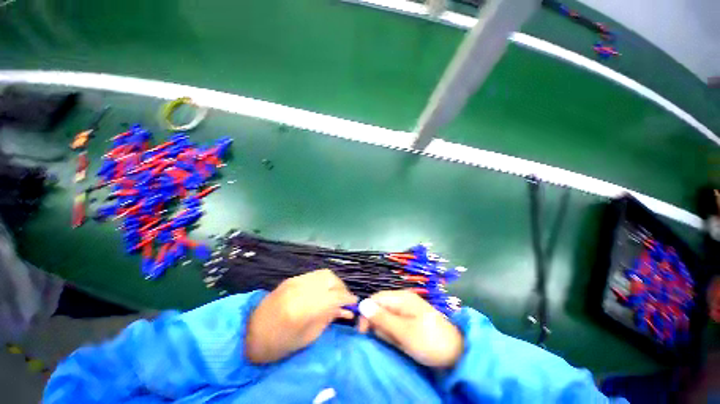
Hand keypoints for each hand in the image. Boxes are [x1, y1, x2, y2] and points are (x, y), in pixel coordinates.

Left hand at [245, 269, 357, 363]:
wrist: (246, 333)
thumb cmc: (276, 345)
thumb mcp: (306, 338)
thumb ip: (327, 319)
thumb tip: (344, 309)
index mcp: (302, 309)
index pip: (334, 296)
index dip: (348, 298)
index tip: (355, 303)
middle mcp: (300, 289)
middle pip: (330, 279)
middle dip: (342, 287)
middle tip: (345, 299)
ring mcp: (294, 281)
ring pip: (323, 273)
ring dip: (334, 282)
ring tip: (335, 294)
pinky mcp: (291, 278)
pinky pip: (314, 275)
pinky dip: (323, 281)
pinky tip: (323, 291)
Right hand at [357, 290, 462, 367]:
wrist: (457, 354)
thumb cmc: (429, 341)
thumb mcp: (403, 332)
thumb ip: (382, 318)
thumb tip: (361, 303)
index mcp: (401, 297)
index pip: (376, 298)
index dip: (366, 313)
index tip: (362, 333)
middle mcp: (402, 300)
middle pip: (380, 308)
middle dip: (380, 325)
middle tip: (389, 341)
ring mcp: (407, 310)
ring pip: (386, 318)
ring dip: (388, 333)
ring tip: (399, 343)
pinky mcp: (410, 320)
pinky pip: (395, 325)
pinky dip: (395, 335)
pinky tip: (403, 343)